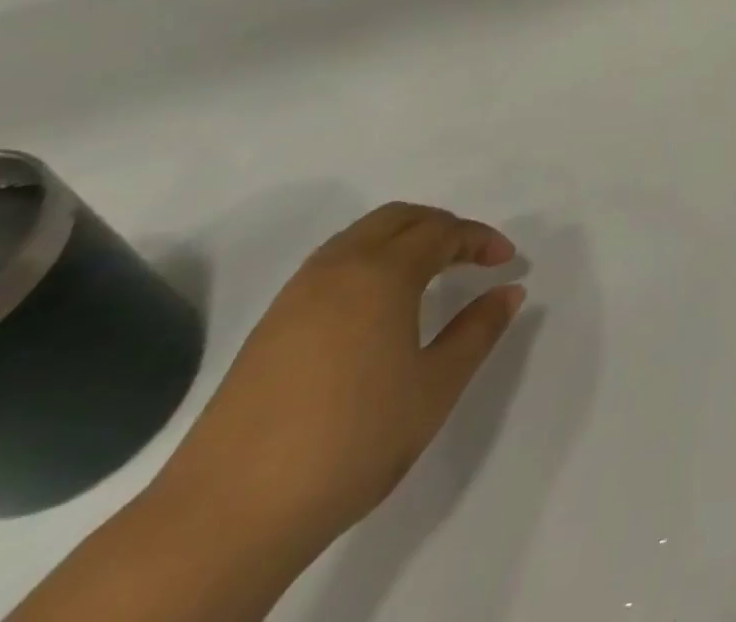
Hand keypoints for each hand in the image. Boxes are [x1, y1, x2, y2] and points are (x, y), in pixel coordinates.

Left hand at [154, 203, 526, 559]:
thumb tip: (510, 291)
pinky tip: (375, 308)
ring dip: (402, 240)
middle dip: (441, 226)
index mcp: (383, 272)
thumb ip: (478, 331)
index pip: (443, 231)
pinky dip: (368, 263)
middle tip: (470, 256)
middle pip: (399, 218)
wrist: (226, 516)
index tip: (506, 261)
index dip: (480, 239)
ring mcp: (297, 294)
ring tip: (429, 275)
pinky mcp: (269, 326)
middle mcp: (339, 267)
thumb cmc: (351, 440)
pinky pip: (332, 265)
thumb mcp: (435, 388)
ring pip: (360, 237)